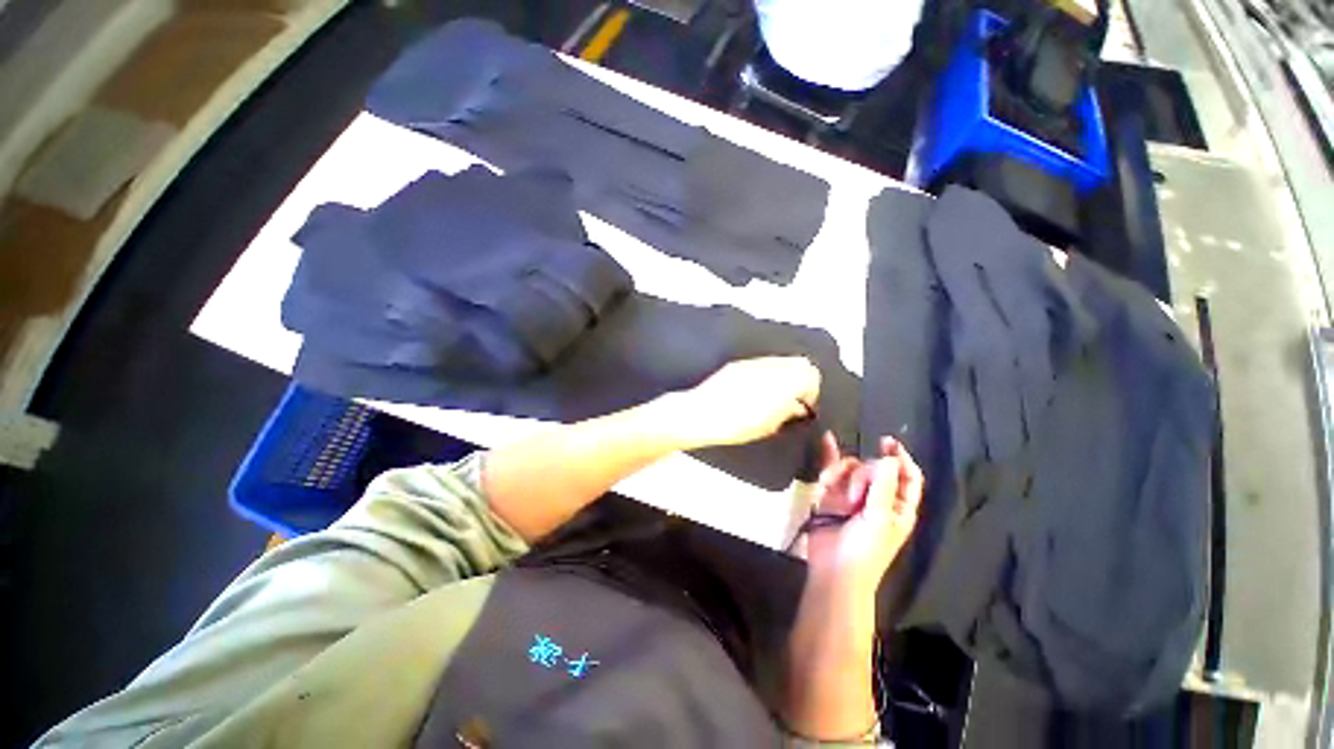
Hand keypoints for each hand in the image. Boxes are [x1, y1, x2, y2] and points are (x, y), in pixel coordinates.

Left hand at [664, 357, 820, 448]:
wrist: (702, 413)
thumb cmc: (736, 425)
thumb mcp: (770, 426)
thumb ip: (789, 413)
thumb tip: (797, 408)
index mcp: (786, 382)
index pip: (812, 376)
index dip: (811, 393)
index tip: (804, 406)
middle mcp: (773, 366)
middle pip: (801, 363)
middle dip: (801, 380)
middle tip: (793, 399)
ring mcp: (755, 362)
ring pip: (781, 361)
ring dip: (784, 375)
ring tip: (773, 395)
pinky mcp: (739, 363)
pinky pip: (762, 363)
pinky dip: (766, 374)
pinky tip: (755, 390)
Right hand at [806, 434, 922, 601]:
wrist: (834, 568)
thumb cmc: (866, 549)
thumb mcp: (880, 519)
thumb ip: (884, 487)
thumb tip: (889, 458)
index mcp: (899, 506)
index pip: (908, 476)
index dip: (901, 458)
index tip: (888, 441)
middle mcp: (878, 496)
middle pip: (875, 468)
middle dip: (864, 473)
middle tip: (855, 495)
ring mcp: (853, 494)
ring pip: (852, 468)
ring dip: (842, 474)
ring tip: (831, 488)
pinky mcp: (832, 494)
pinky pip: (832, 471)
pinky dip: (830, 457)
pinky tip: (828, 439)